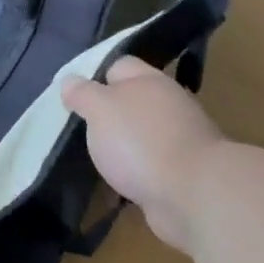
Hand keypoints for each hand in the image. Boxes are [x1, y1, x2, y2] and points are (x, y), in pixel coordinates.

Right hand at [62, 57, 222, 252]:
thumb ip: (82, 93)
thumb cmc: (140, 141)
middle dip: (105, 113)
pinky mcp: (181, 174)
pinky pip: (148, 166)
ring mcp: (177, 141)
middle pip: (130, 100)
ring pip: (138, 135)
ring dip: (119, 145)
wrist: (194, 196)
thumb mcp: (99, 108)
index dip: (93, 74)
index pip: (117, 65)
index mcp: (150, 81)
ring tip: (91, 156)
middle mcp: (167, 105)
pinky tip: (114, 183)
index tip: (70, 93)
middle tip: (77, 126)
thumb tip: (70, 81)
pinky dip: (132, 172)